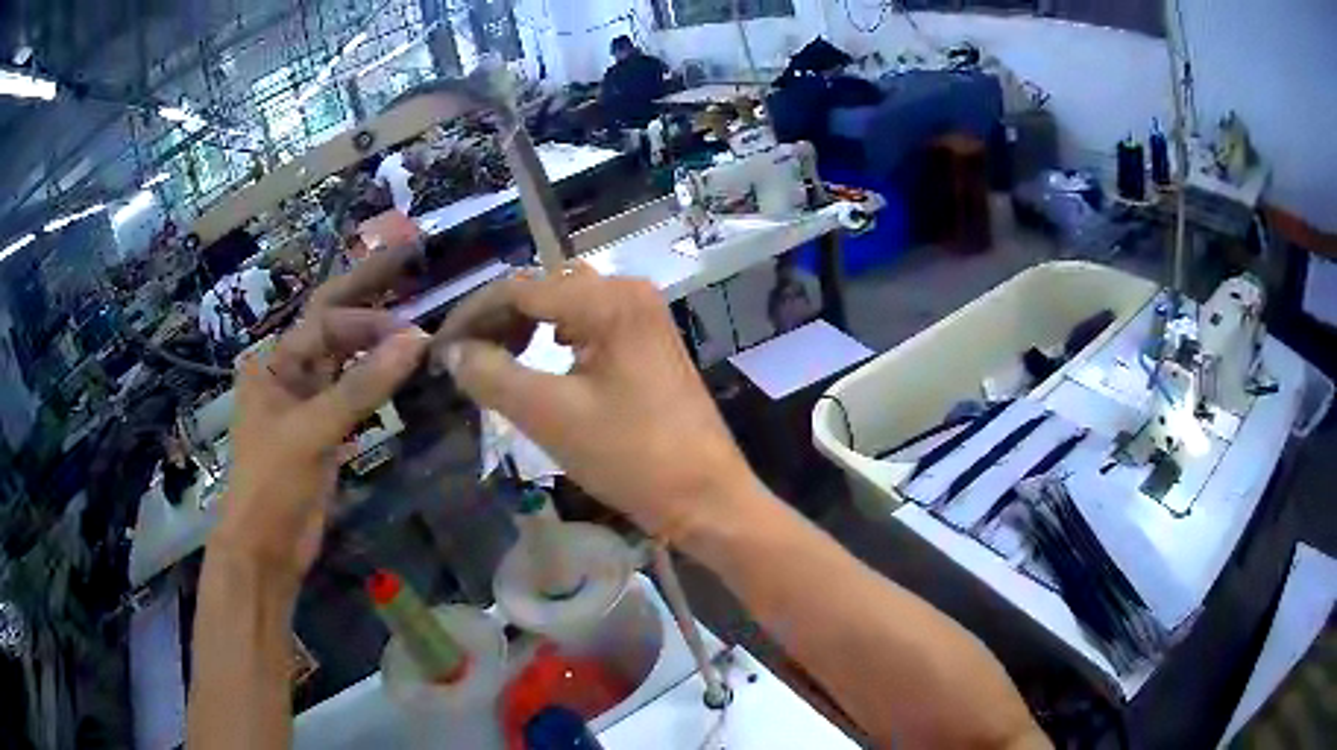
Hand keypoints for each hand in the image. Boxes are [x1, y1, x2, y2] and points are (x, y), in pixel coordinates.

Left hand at [215, 290, 428, 583]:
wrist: (266, 548)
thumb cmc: (272, 483)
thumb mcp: (312, 431)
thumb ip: (362, 386)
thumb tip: (416, 340)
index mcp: (273, 363)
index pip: (325, 322)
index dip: (367, 321)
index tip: (411, 335)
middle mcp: (290, 373)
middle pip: (333, 324)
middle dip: (368, 293)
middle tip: (409, 257)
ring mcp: (308, 403)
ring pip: (347, 359)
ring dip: (378, 341)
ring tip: (416, 318)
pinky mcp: (326, 431)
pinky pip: (356, 393)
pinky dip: (380, 381)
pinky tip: (405, 371)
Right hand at [440, 265, 761, 540]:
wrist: (706, 497)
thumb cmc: (632, 457)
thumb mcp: (551, 416)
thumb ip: (492, 375)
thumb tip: (452, 352)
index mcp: (609, 299)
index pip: (520, 289)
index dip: (472, 315)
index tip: (440, 348)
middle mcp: (629, 292)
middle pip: (544, 291)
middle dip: (498, 319)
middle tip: (462, 357)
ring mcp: (644, 317)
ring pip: (565, 306)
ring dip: (525, 327)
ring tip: (493, 360)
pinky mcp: (649, 343)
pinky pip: (589, 325)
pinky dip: (555, 338)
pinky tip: (539, 361)